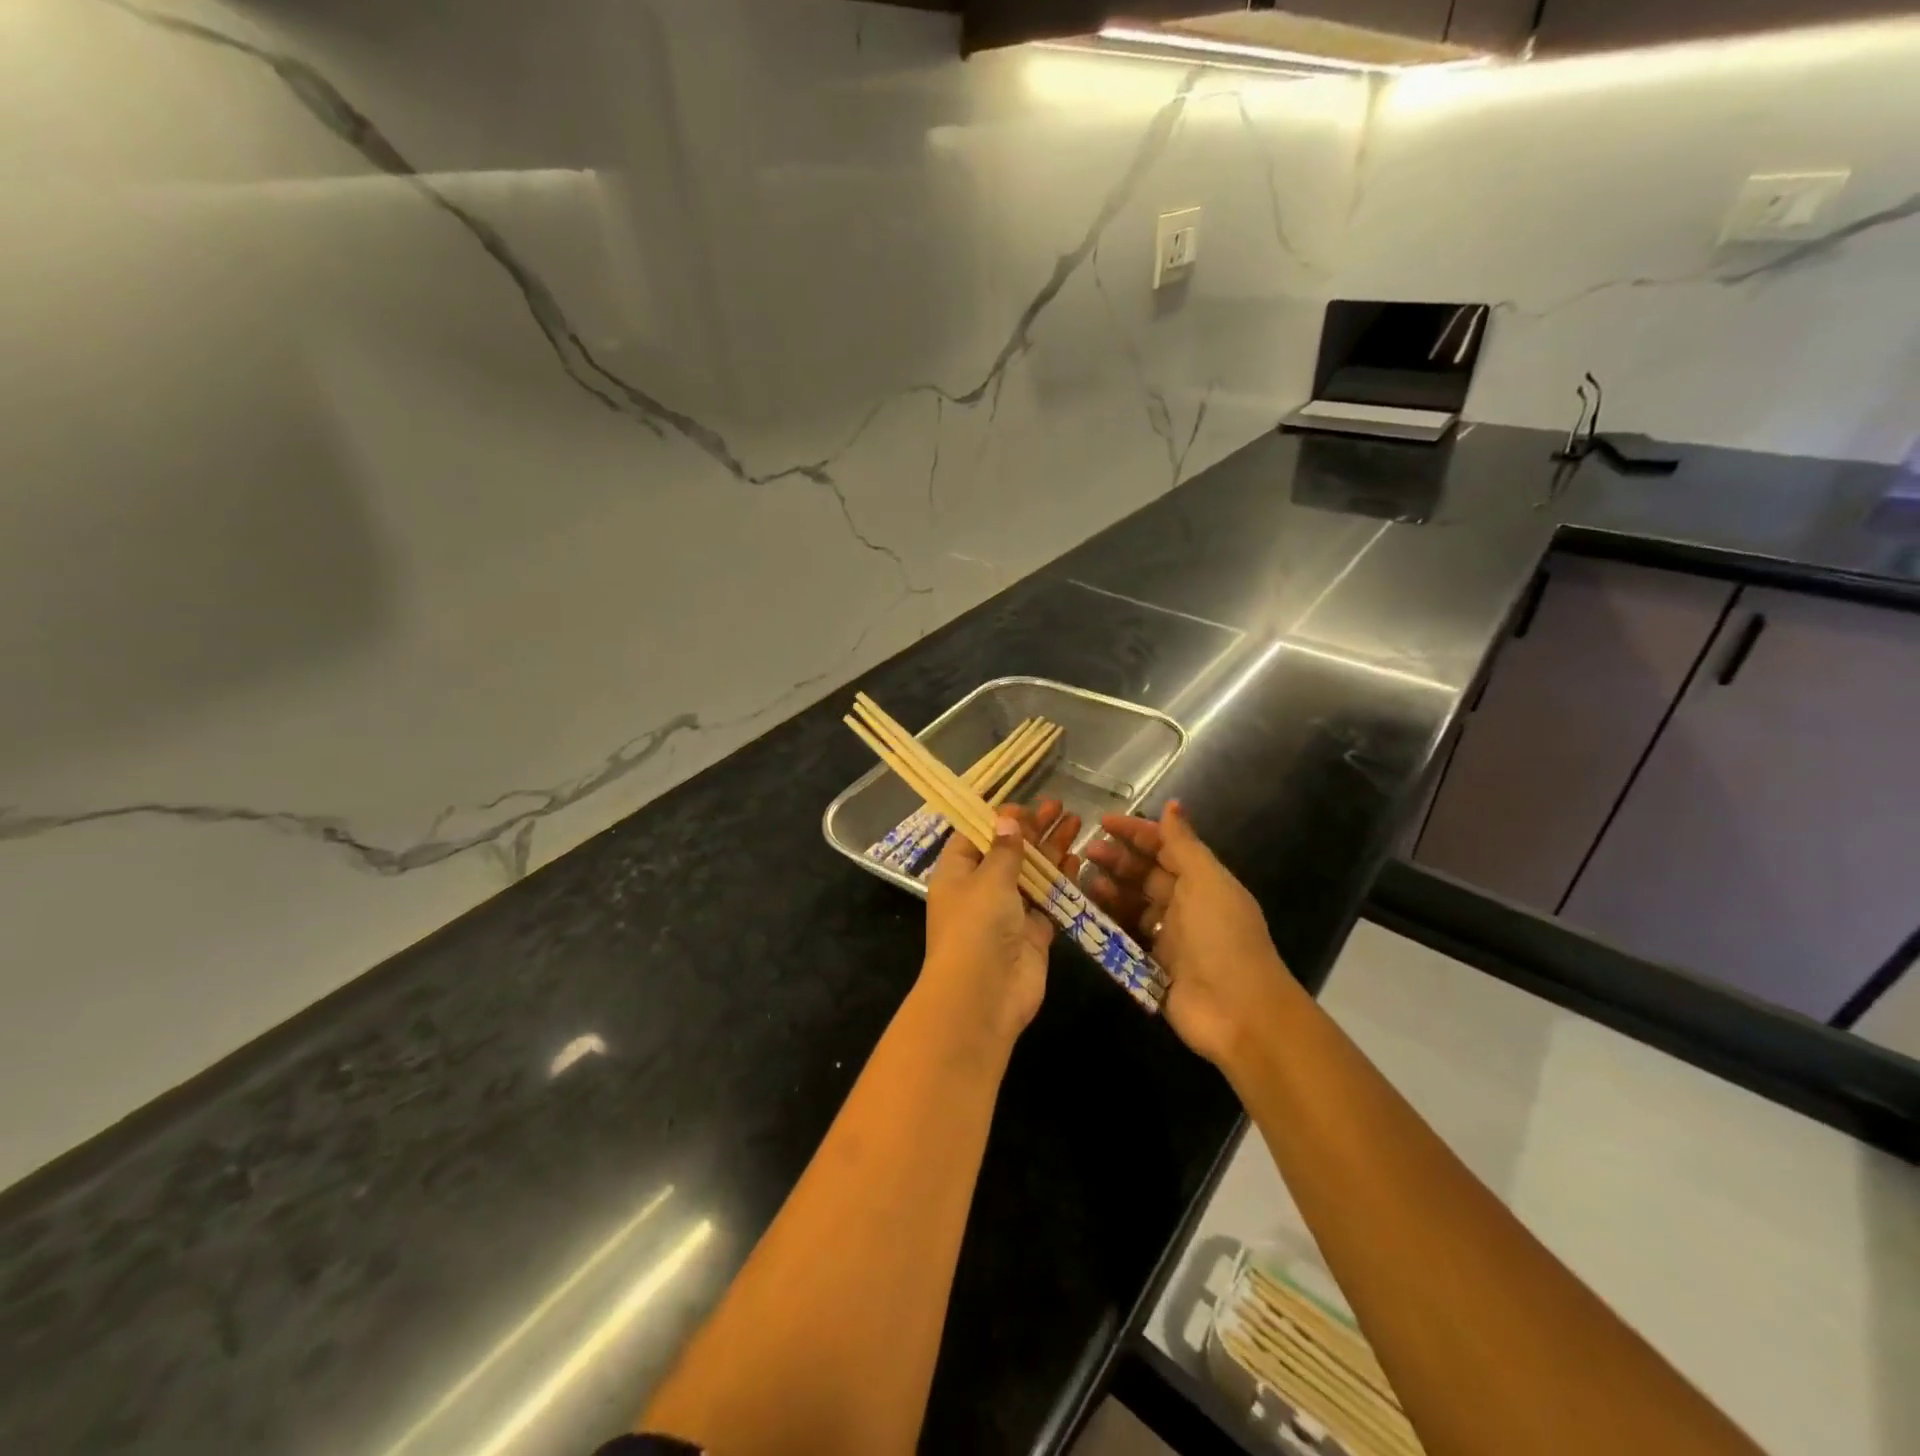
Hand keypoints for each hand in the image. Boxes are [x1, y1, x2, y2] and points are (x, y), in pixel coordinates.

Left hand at [921, 800, 1080, 1050]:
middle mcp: (980, 890)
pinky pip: (1048, 901)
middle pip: (1008, 852)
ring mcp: (1008, 913)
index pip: (975, 836)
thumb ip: (1005, 849)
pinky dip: (1062, 881)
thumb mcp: (989, 878)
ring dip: (1052, 850)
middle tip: (1059, 806)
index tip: (1024, 805)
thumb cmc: (977, 925)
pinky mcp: (1032, 934)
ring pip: (1032, 874)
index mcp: (957, 873)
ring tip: (1077, 823)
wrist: (984, 994)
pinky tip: (1078, 859)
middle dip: (1033, 829)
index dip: (998, 819)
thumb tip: (1008, 819)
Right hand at [1083, 801, 1295, 1069]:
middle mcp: (1186, 905)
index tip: (1103, 822)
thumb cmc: (1222, 937)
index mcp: (1203, 881)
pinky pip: (1126, 936)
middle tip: (1087, 852)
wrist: (1238, 1011)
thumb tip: (1173, 803)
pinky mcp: (1153, 965)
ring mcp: (1169, 937)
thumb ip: (1183, 844)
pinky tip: (1089, 914)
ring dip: (1110, 889)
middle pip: (1146, 874)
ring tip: (1084, 881)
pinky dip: (1108, 923)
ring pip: (1133, 904)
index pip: (1166, 846)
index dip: (1137, 832)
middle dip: (1118, 859)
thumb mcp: (1206, 881)